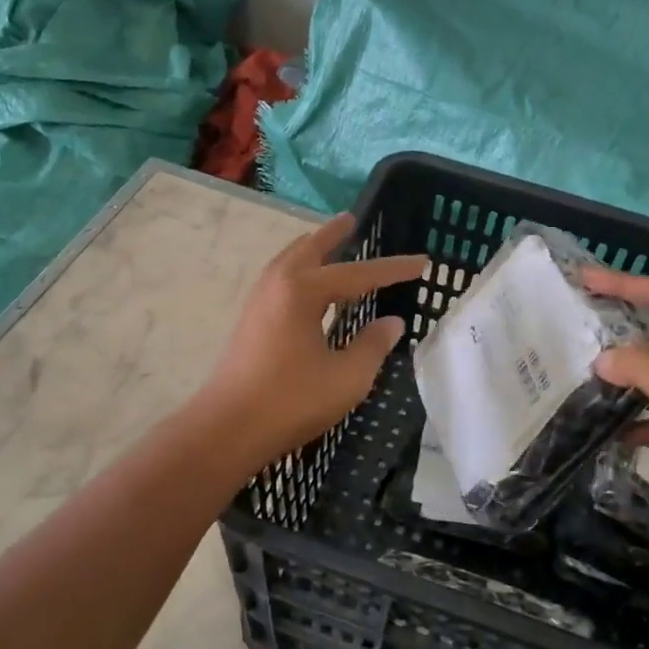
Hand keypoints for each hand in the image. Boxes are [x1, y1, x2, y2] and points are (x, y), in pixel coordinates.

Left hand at [204, 213, 426, 462]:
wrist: (226, 429)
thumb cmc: (290, 400)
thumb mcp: (346, 377)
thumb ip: (372, 345)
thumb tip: (391, 323)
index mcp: (303, 290)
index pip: (359, 274)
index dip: (393, 269)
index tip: (422, 261)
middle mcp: (278, 285)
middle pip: (310, 249)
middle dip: (334, 235)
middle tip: (352, 220)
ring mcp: (258, 302)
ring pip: (289, 262)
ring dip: (312, 250)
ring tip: (330, 245)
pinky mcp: (250, 322)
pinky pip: (280, 280)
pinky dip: (300, 272)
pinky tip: (308, 289)